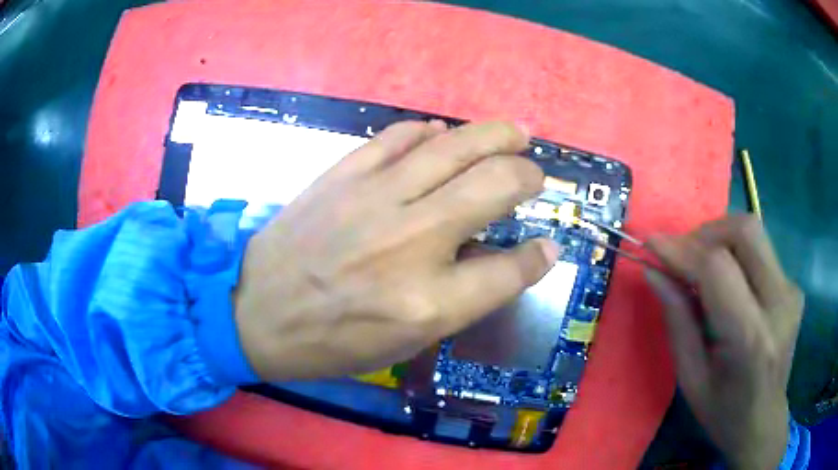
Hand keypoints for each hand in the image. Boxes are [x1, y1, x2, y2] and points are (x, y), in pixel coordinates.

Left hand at [234, 121, 559, 380]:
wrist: (256, 311)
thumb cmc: (332, 341)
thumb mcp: (406, 342)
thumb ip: (464, 299)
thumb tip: (513, 259)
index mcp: (430, 302)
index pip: (511, 269)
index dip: (538, 256)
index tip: (548, 245)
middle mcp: (412, 242)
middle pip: (495, 185)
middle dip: (528, 174)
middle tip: (534, 172)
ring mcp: (375, 199)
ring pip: (455, 146)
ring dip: (496, 134)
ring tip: (516, 132)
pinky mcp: (344, 174)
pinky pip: (399, 136)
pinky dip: (430, 131)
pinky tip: (442, 133)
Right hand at [646, 216, 803, 468]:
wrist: (763, 421)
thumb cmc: (722, 411)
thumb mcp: (690, 378)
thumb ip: (677, 320)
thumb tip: (654, 272)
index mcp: (750, 337)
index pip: (718, 269)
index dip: (682, 250)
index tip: (651, 244)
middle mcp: (779, 304)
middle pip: (744, 232)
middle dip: (705, 232)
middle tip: (681, 255)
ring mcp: (791, 291)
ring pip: (754, 232)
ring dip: (719, 238)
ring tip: (699, 264)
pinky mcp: (793, 286)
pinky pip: (761, 251)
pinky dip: (735, 253)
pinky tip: (725, 281)